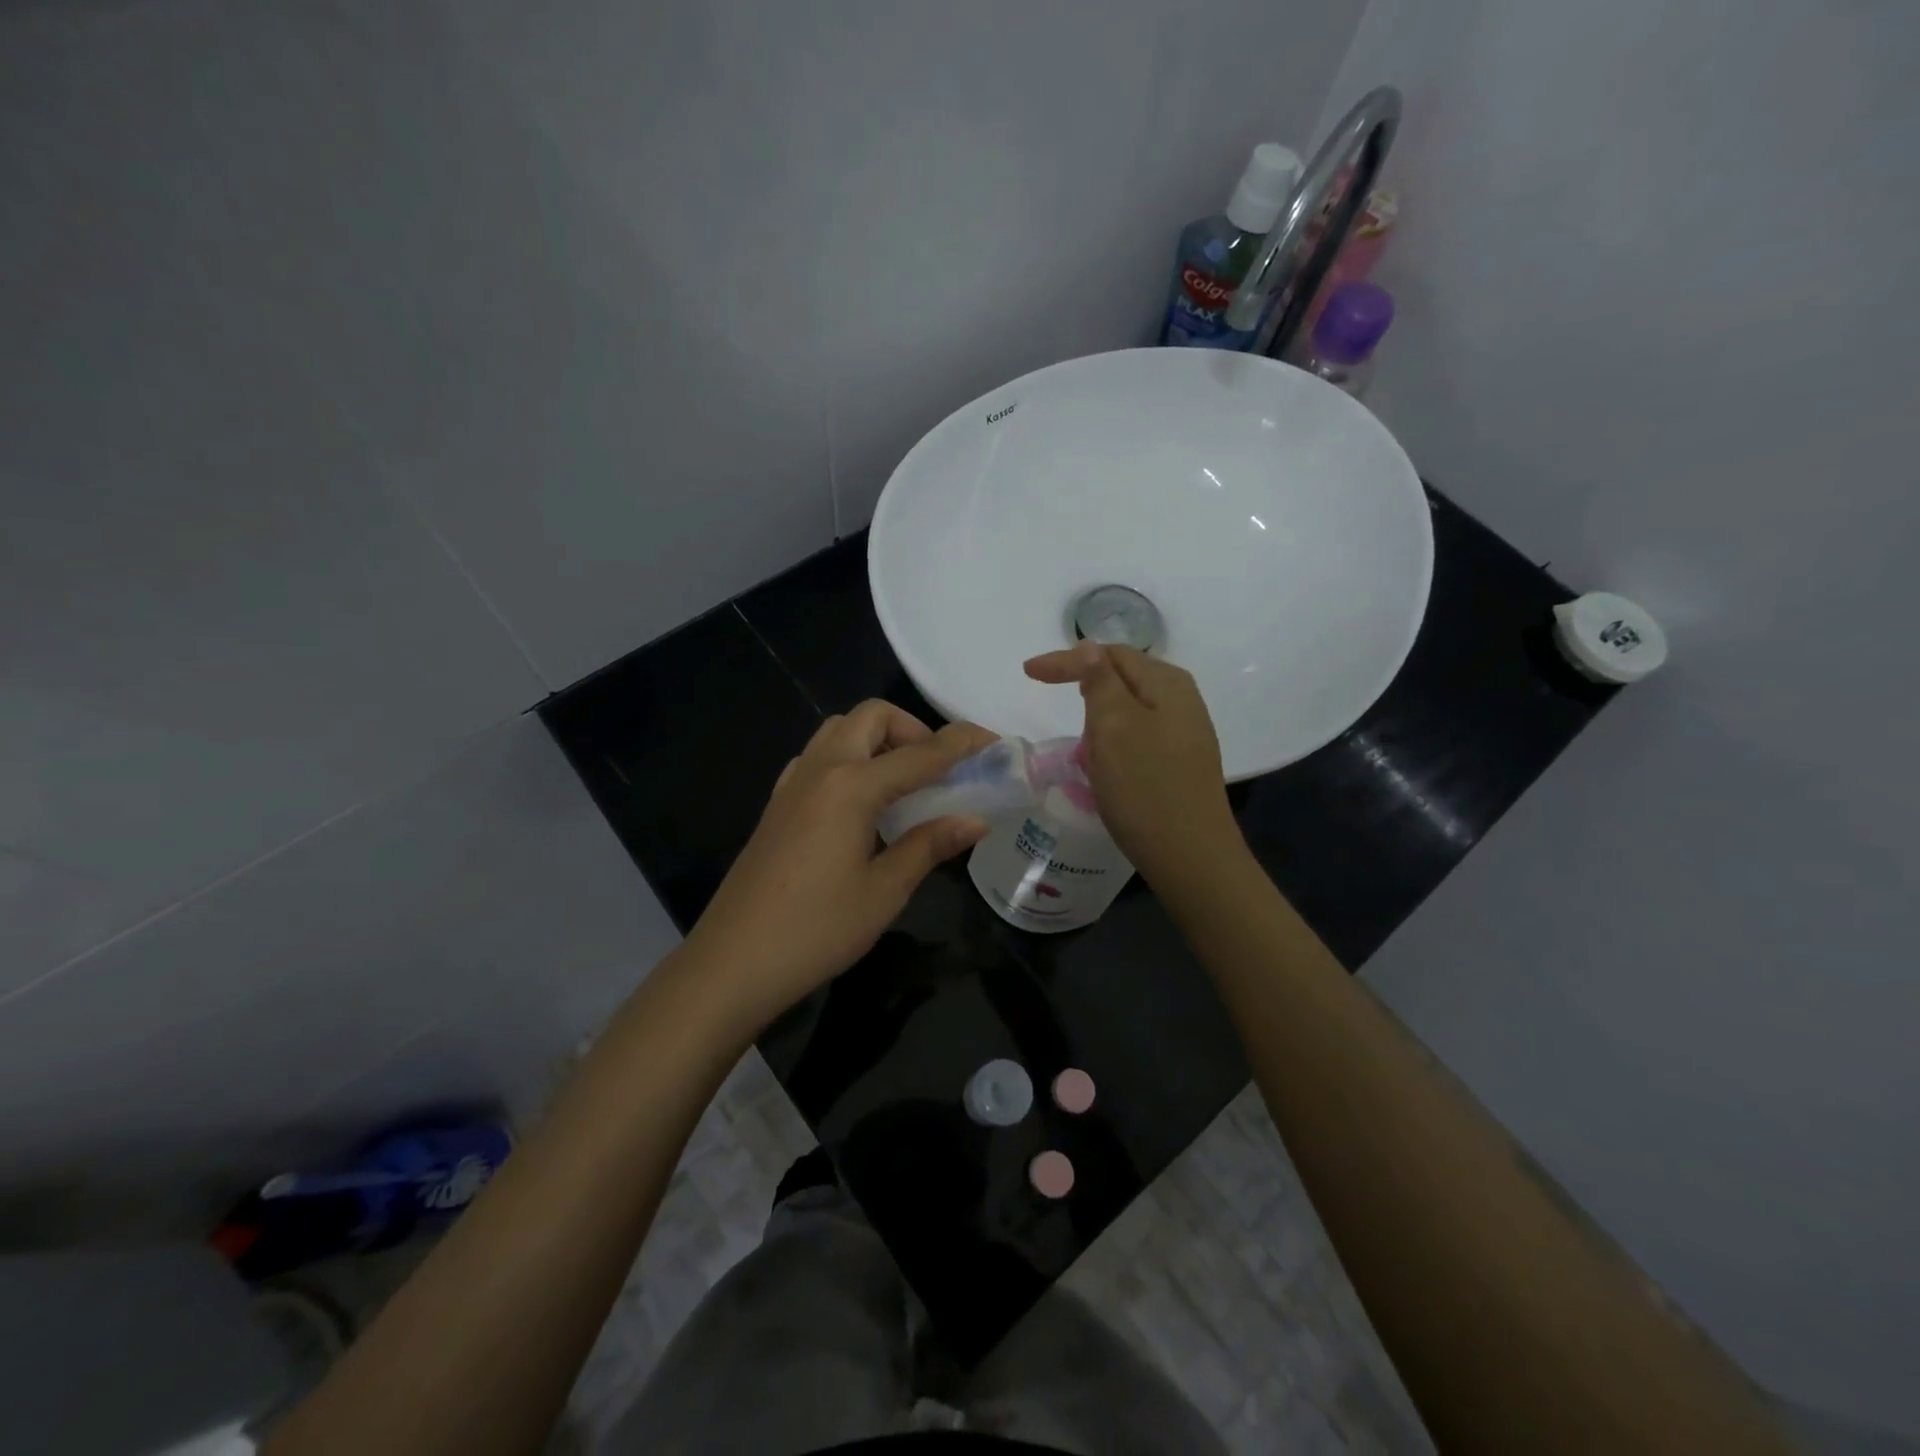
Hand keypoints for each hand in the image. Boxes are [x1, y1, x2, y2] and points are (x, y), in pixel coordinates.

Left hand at [682, 702, 996, 1030]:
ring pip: (839, 731)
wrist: (733, 962)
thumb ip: (929, 845)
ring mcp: (792, 784)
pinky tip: (861, 804)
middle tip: (937, 771)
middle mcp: (820, 769)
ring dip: (878, 740)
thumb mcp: (884, 890)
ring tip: (902, 785)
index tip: (993, 740)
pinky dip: (850, 758)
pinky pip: (818, 757)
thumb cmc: (817, 929)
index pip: (920, 753)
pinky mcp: (777, 804)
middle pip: (871, 717)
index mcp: (851, 786)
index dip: (961, 744)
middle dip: (913, 730)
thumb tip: (975, 820)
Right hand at [1023, 642, 1241, 885]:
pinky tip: (1105, 764)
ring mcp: (1184, 732)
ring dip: (1098, 718)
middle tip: (1053, 702)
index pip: (1109, 654)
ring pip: (1128, 709)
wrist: (1191, 856)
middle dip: (1085, 686)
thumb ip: (1101, 681)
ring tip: (1078, 742)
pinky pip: (1137, 735)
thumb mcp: (1115, 727)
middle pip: (1122, 677)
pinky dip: (1113, 741)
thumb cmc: (1145, 788)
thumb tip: (1090, 647)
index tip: (1027, 673)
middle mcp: (1182, 700)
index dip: (1067, 660)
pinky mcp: (1180, 761)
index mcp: (1167, 683)